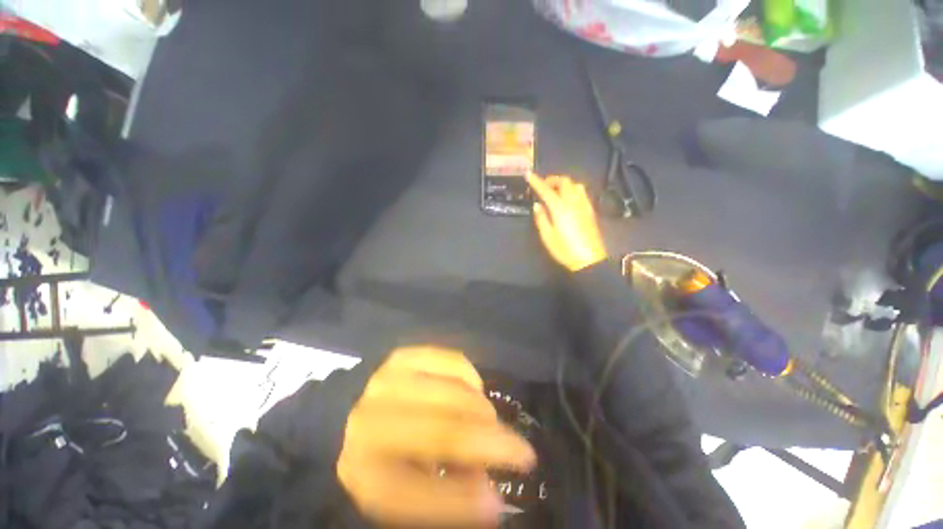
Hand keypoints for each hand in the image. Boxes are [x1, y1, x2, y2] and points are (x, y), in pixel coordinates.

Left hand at [336, 346, 535, 526]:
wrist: (342, 412)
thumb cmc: (374, 459)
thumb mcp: (397, 493)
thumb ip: (443, 497)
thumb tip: (491, 496)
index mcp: (364, 471)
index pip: (419, 494)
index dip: (464, 502)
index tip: (499, 504)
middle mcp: (373, 421)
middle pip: (445, 432)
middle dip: (493, 443)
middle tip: (520, 452)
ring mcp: (390, 379)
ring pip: (456, 392)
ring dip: (483, 411)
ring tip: (488, 423)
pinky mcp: (404, 355)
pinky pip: (452, 359)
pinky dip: (471, 376)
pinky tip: (472, 390)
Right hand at [526, 173, 607, 271]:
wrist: (590, 259)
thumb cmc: (565, 250)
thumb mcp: (548, 237)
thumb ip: (541, 219)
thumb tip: (537, 205)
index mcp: (560, 209)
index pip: (546, 190)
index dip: (536, 181)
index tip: (529, 174)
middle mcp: (573, 203)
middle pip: (565, 182)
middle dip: (553, 179)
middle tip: (543, 184)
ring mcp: (584, 205)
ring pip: (576, 185)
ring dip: (564, 183)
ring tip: (556, 190)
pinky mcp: (590, 211)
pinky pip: (582, 193)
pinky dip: (573, 189)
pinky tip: (568, 198)